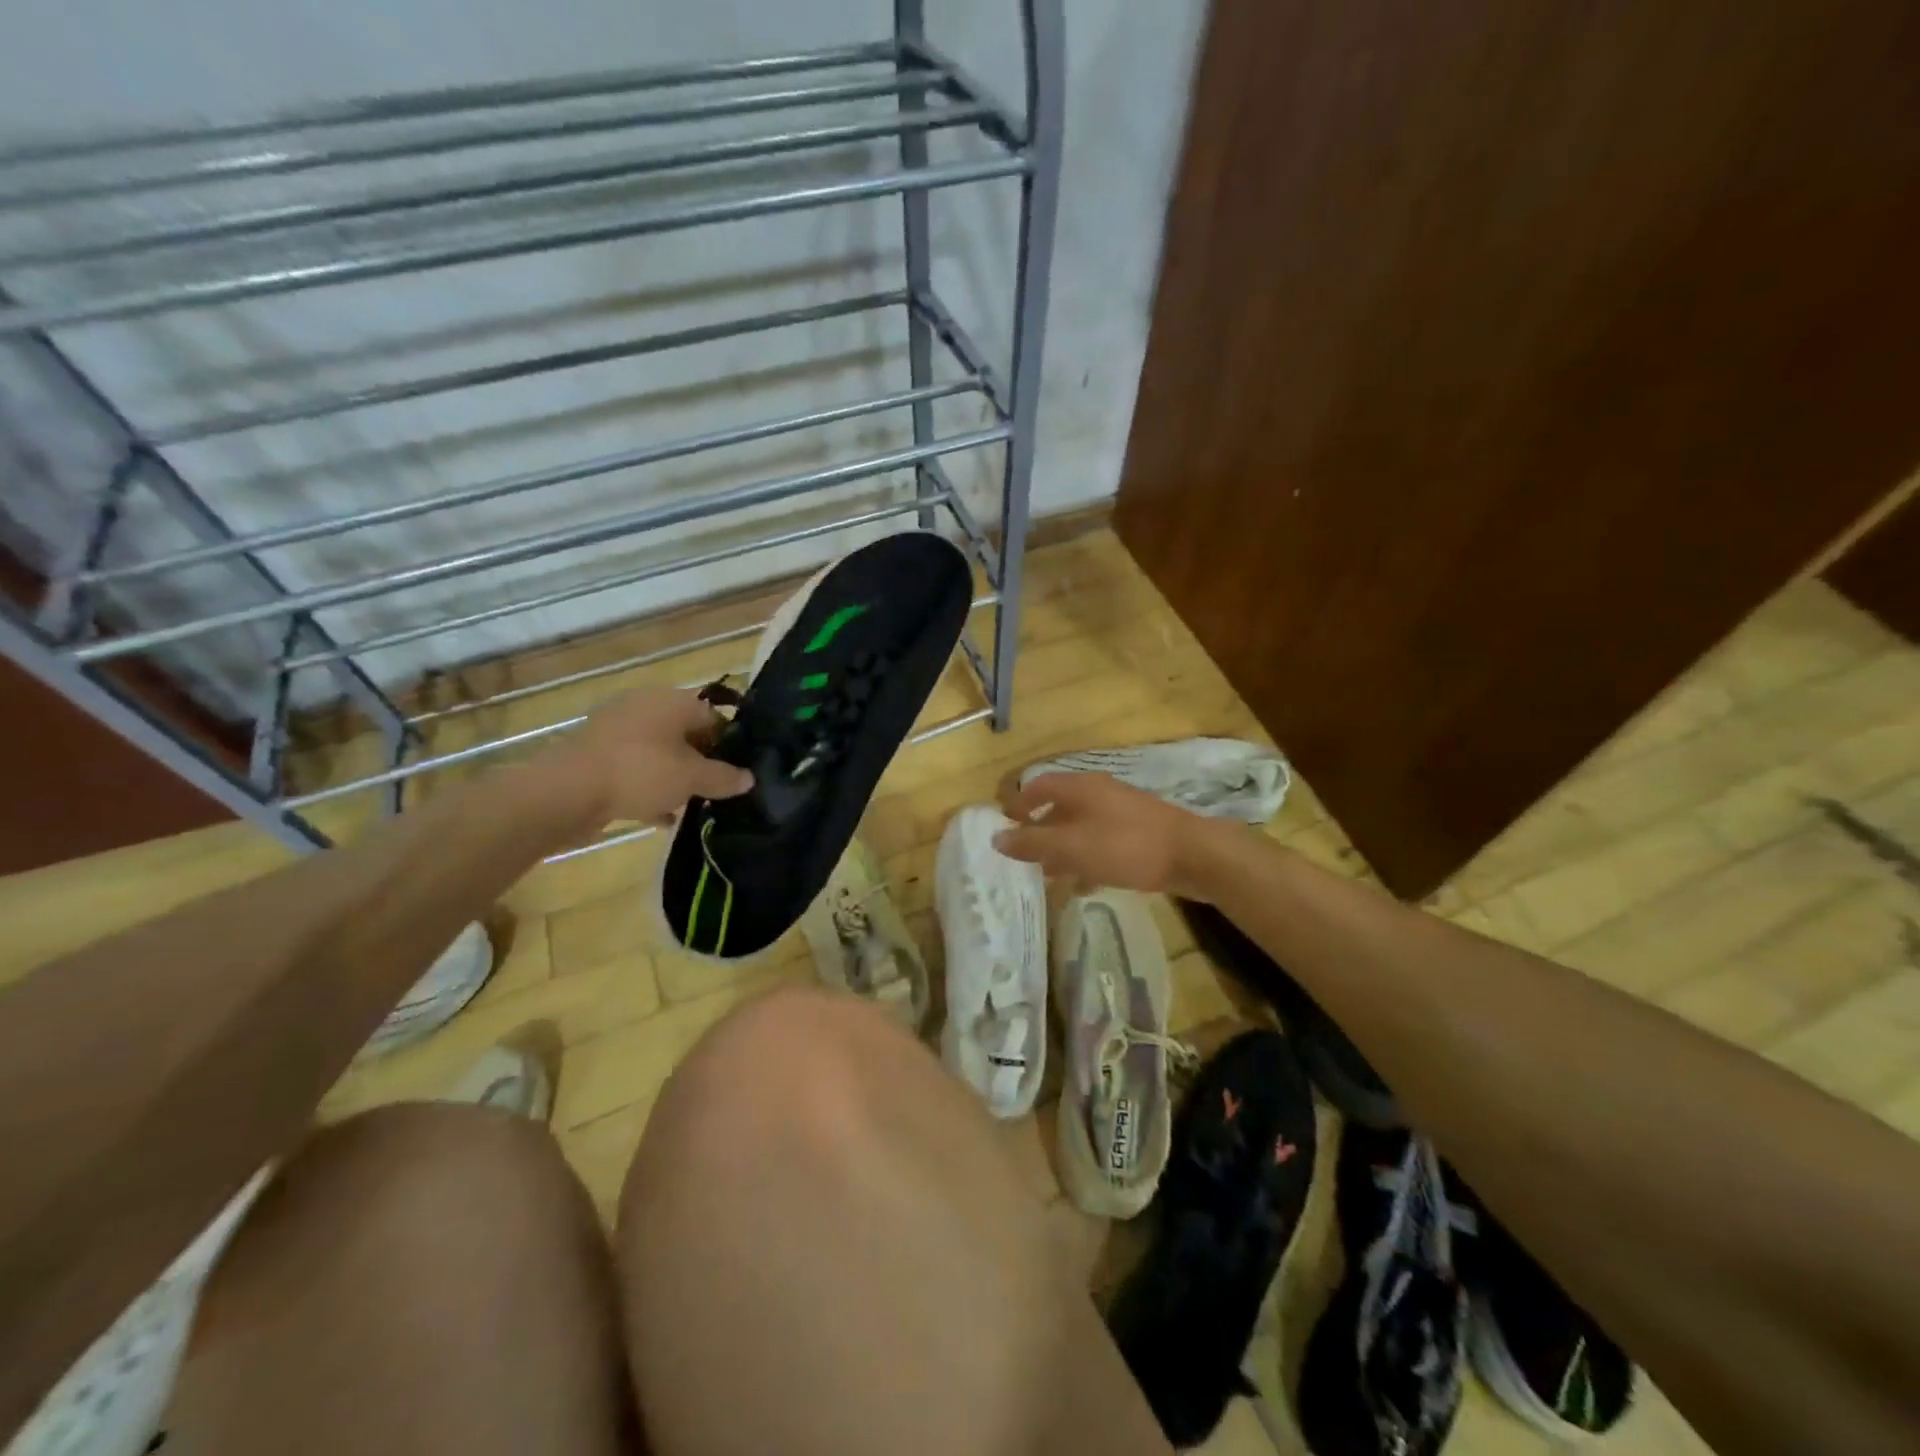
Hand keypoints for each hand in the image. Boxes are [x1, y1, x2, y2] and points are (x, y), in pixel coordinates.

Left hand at [545, 688, 753, 826]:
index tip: (737, 774)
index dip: (730, 745)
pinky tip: (661, 816)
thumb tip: (749, 778)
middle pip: (686, 733)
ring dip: (675, 776)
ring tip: (691, 805)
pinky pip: (634, 767)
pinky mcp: (596, 753)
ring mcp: (617, 729)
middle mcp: (646, 706)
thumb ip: (724, 777)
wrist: (566, 792)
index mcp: (673, 701)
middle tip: (715, 790)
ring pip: (659, 751)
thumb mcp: (692, 778)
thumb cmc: (640, 773)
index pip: (714, 717)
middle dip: (702, 762)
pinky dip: (649, 786)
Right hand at [993, 772, 1215, 895]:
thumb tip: (996, 838)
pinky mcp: (1138, 835)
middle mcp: (1099, 794)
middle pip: (1059, 808)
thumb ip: (1033, 843)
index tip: (1003, 824)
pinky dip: (1086, 861)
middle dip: (1039, 832)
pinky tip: (1083, 886)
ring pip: (1080, 829)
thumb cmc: (1126, 845)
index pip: (1039, 785)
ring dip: (1062, 850)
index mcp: (1081, 788)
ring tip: (1047, 877)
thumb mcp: (1073, 847)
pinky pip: (1101, 845)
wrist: (1194, 855)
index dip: (1018, 803)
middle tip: (1022, 857)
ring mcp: (1121, 814)